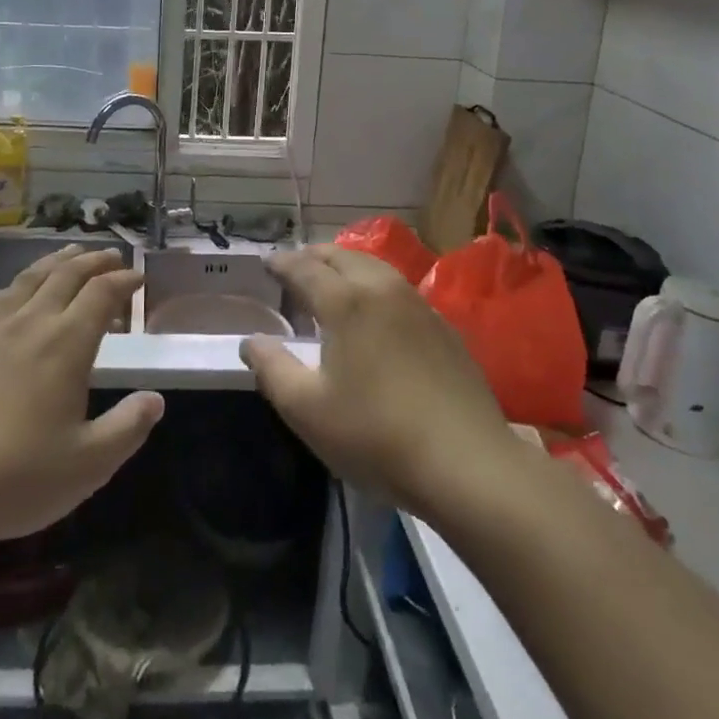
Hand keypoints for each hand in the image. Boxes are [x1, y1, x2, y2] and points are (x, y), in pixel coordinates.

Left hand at [0, 245, 163, 552]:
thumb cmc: (18, 476)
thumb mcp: (89, 463)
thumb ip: (128, 427)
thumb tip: (155, 399)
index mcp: (67, 342)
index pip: (102, 293)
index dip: (124, 280)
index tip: (138, 278)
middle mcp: (32, 321)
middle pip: (68, 274)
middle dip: (95, 261)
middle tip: (112, 256)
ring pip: (31, 277)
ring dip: (58, 261)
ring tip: (72, 253)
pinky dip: (18, 283)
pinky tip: (17, 290)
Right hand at [241, 245, 517, 523]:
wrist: (467, 463)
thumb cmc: (376, 434)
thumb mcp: (307, 410)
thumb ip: (272, 369)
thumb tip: (251, 341)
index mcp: (345, 301)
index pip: (304, 267)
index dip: (281, 263)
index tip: (265, 264)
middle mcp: (382, 288)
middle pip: (341, 255)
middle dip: (313, 256)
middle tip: (295, 268)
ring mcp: (419, 304)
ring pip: (374, 267)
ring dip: (346, 266)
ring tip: (331, 283)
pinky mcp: (444, 327)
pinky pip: (398, 288)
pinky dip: (374, 285)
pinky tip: (375, 312)